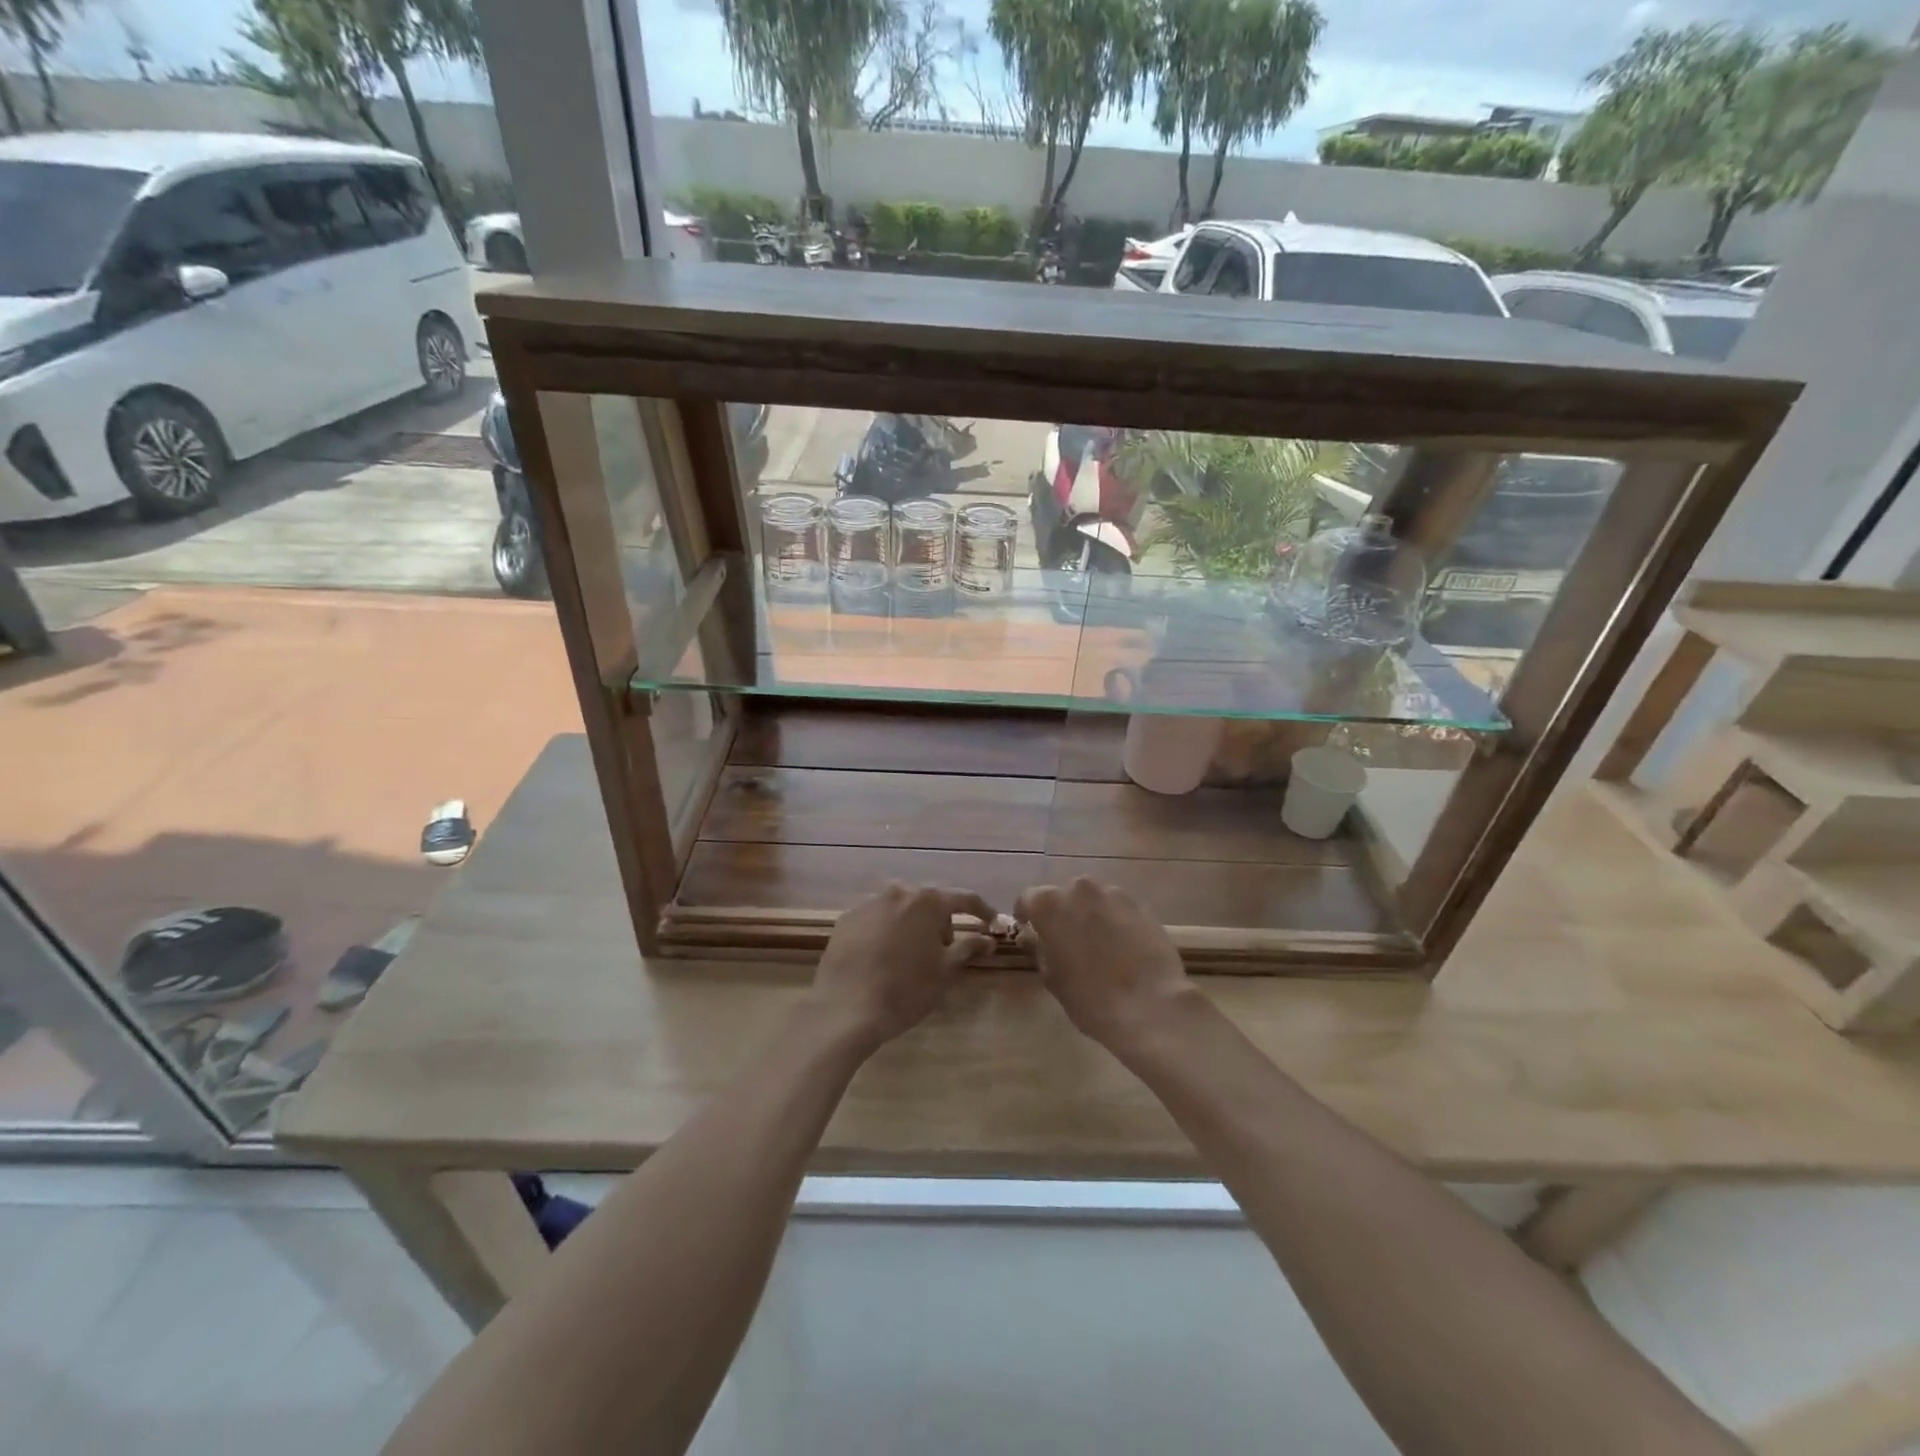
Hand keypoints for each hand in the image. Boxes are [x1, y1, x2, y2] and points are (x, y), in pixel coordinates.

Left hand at [804, 884, 995, 1050]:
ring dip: (913, 925)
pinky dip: (887, 931)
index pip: (963, 898)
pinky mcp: (846, 920)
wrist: (845, 1010)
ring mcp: (867, 904)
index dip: (981, 910)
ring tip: (913, 955)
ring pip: (901, 909)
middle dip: (942, 921)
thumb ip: (969, 948)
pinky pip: (876, 919)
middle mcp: (897, 893)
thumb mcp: (944, 971)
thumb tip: (988, 938)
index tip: (991, 923)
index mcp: (926, 901)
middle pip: (929, 901)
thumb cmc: (905, 990)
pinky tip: (884, 957)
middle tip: (946, 949)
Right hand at [1016, 879, 1196, 1049]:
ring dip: (1089, 915)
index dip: (1026, 914)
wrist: (1150, 1005)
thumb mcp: (1052, 977)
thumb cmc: (1089, 997)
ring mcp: (1113, 894)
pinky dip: (1113, 921)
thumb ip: (1038, 948)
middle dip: (1061, 913)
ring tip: (1096, 944)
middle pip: (1063, 895)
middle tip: (1064, 940)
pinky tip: (1121, 947)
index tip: (1028, 929)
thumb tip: (1030, 935)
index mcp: (1049, 904)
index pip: (1028, 899)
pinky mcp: (1141, 905)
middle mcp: (1079, 889)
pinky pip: (1117, 908)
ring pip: (1092, 900)